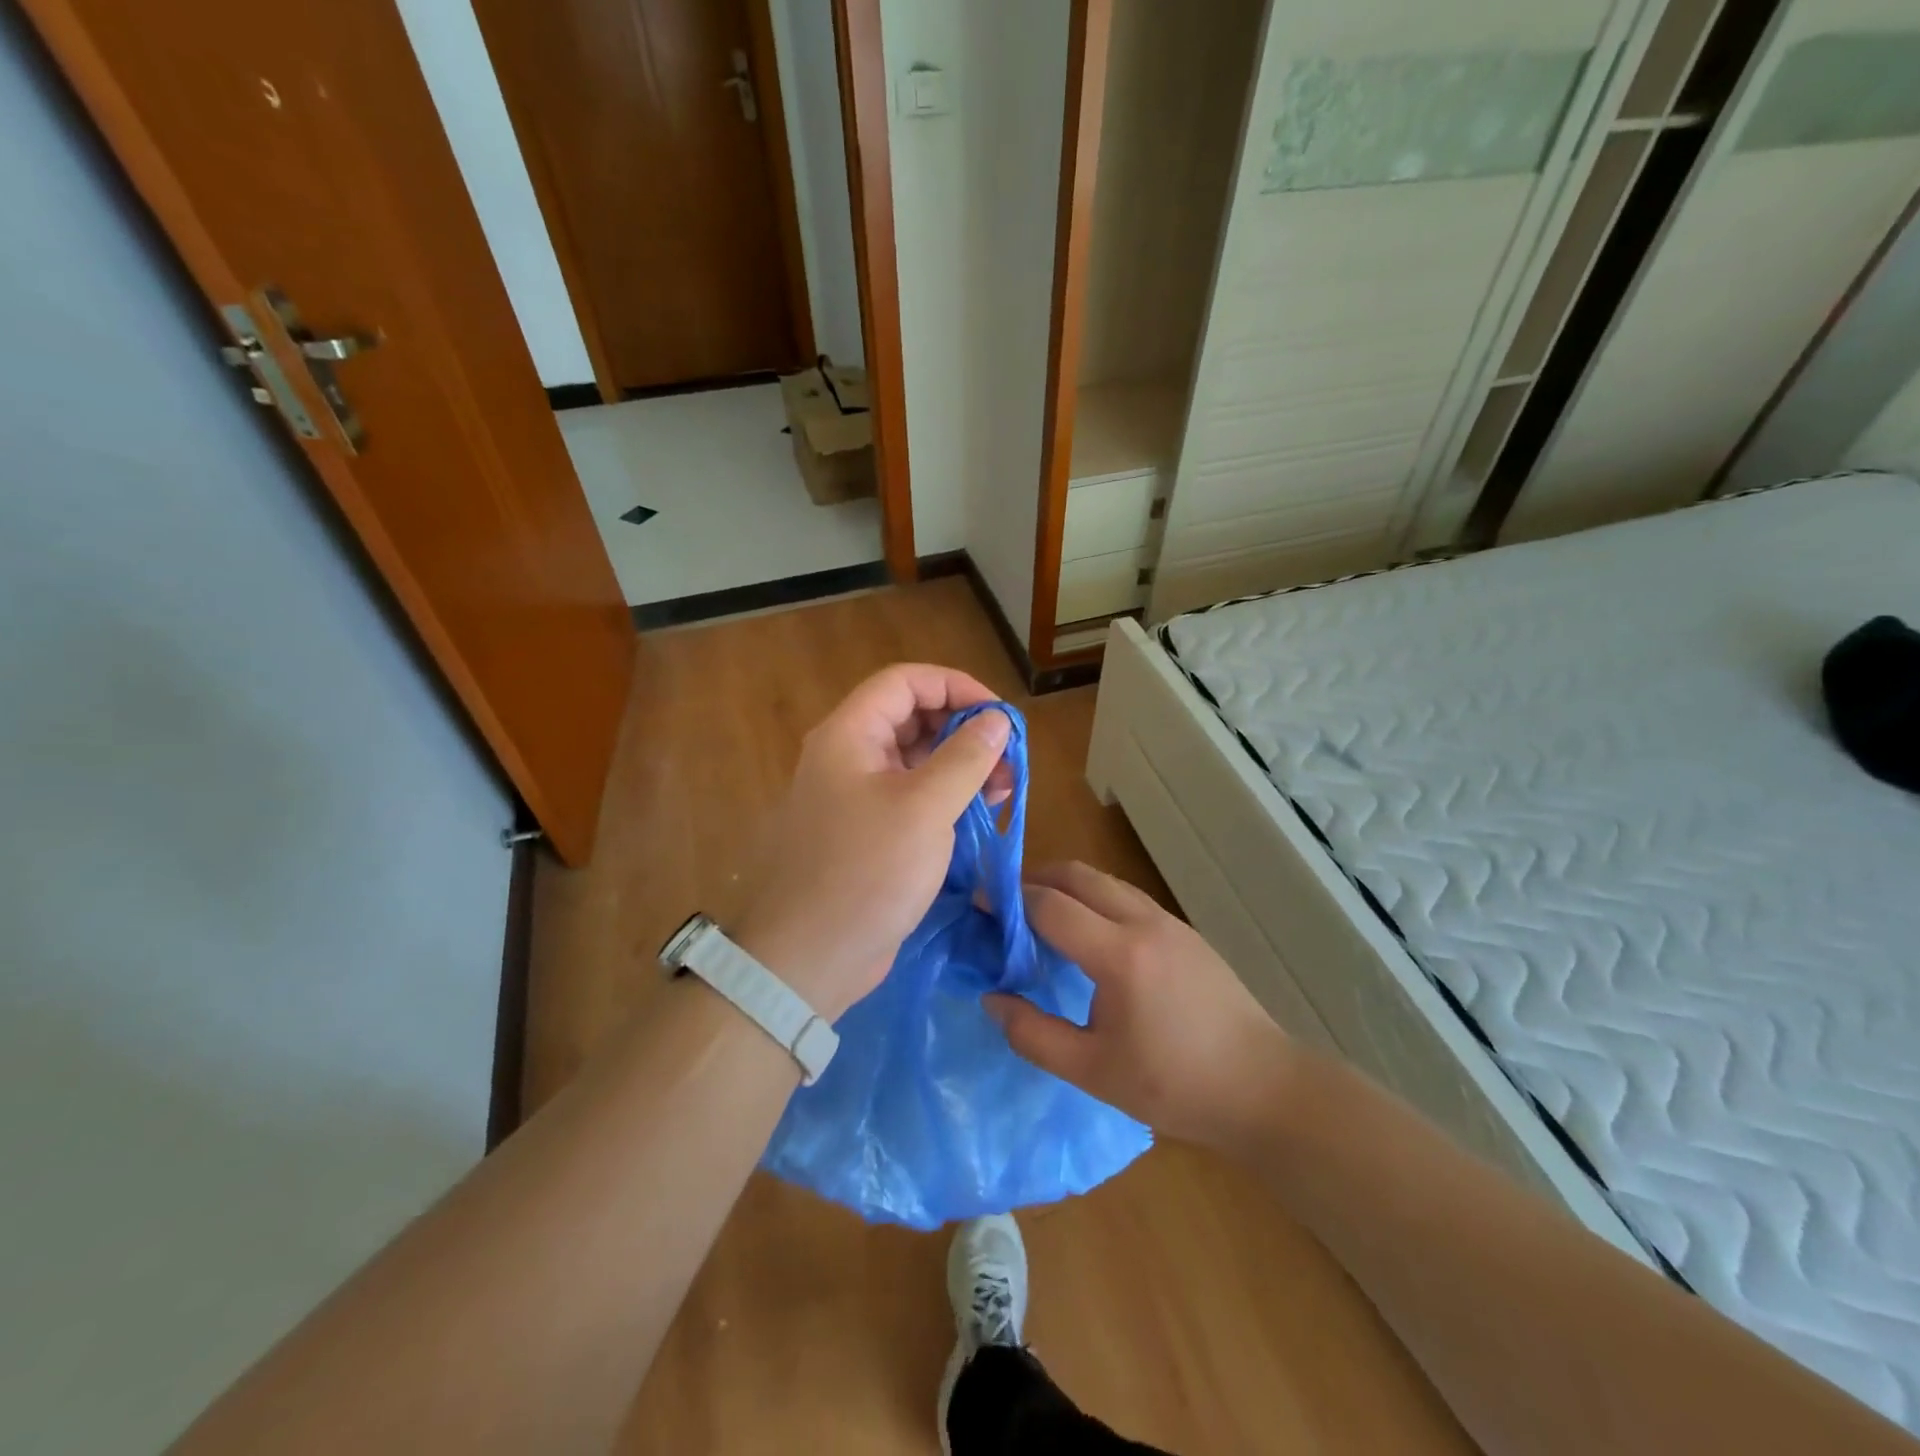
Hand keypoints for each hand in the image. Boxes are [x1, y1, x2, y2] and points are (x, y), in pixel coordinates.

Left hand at [732, 665, 1014, 1020]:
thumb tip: (997, 720)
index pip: (905, 682)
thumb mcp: (925, 809)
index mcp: (849, 735)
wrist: (808, 958)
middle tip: (1009, 757)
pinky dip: (946, 797)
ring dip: (961, 765)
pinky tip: (979, 812)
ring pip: (915, 760)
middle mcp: (849, 756)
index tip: (1000, 714)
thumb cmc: (866, 872)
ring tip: (1004, 787)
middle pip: (912, 718)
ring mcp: (856, 797)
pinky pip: (910, 797)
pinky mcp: (867, 833)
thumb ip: (965, 757)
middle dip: (964, 730)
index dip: (955, 686)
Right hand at [986, 862, 1293, 1147]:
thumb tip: (992, 999)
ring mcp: (1167, 921)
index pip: (1049, 905)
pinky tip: (1087, 934)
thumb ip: (1033, 1035)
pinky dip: (1094, 898)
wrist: (1262, 1087)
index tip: (980, 908)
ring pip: (1104, 881)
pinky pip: (1126, 896)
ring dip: (1066, 885)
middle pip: (1077, 875)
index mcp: (1118, 955)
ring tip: (1039, 916)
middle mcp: (1142, 922)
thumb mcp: (1093, 1072)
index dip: (1009, 902)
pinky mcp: (1183, 930)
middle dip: (1035, 879)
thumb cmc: (1174, 1085)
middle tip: (1005, 905)